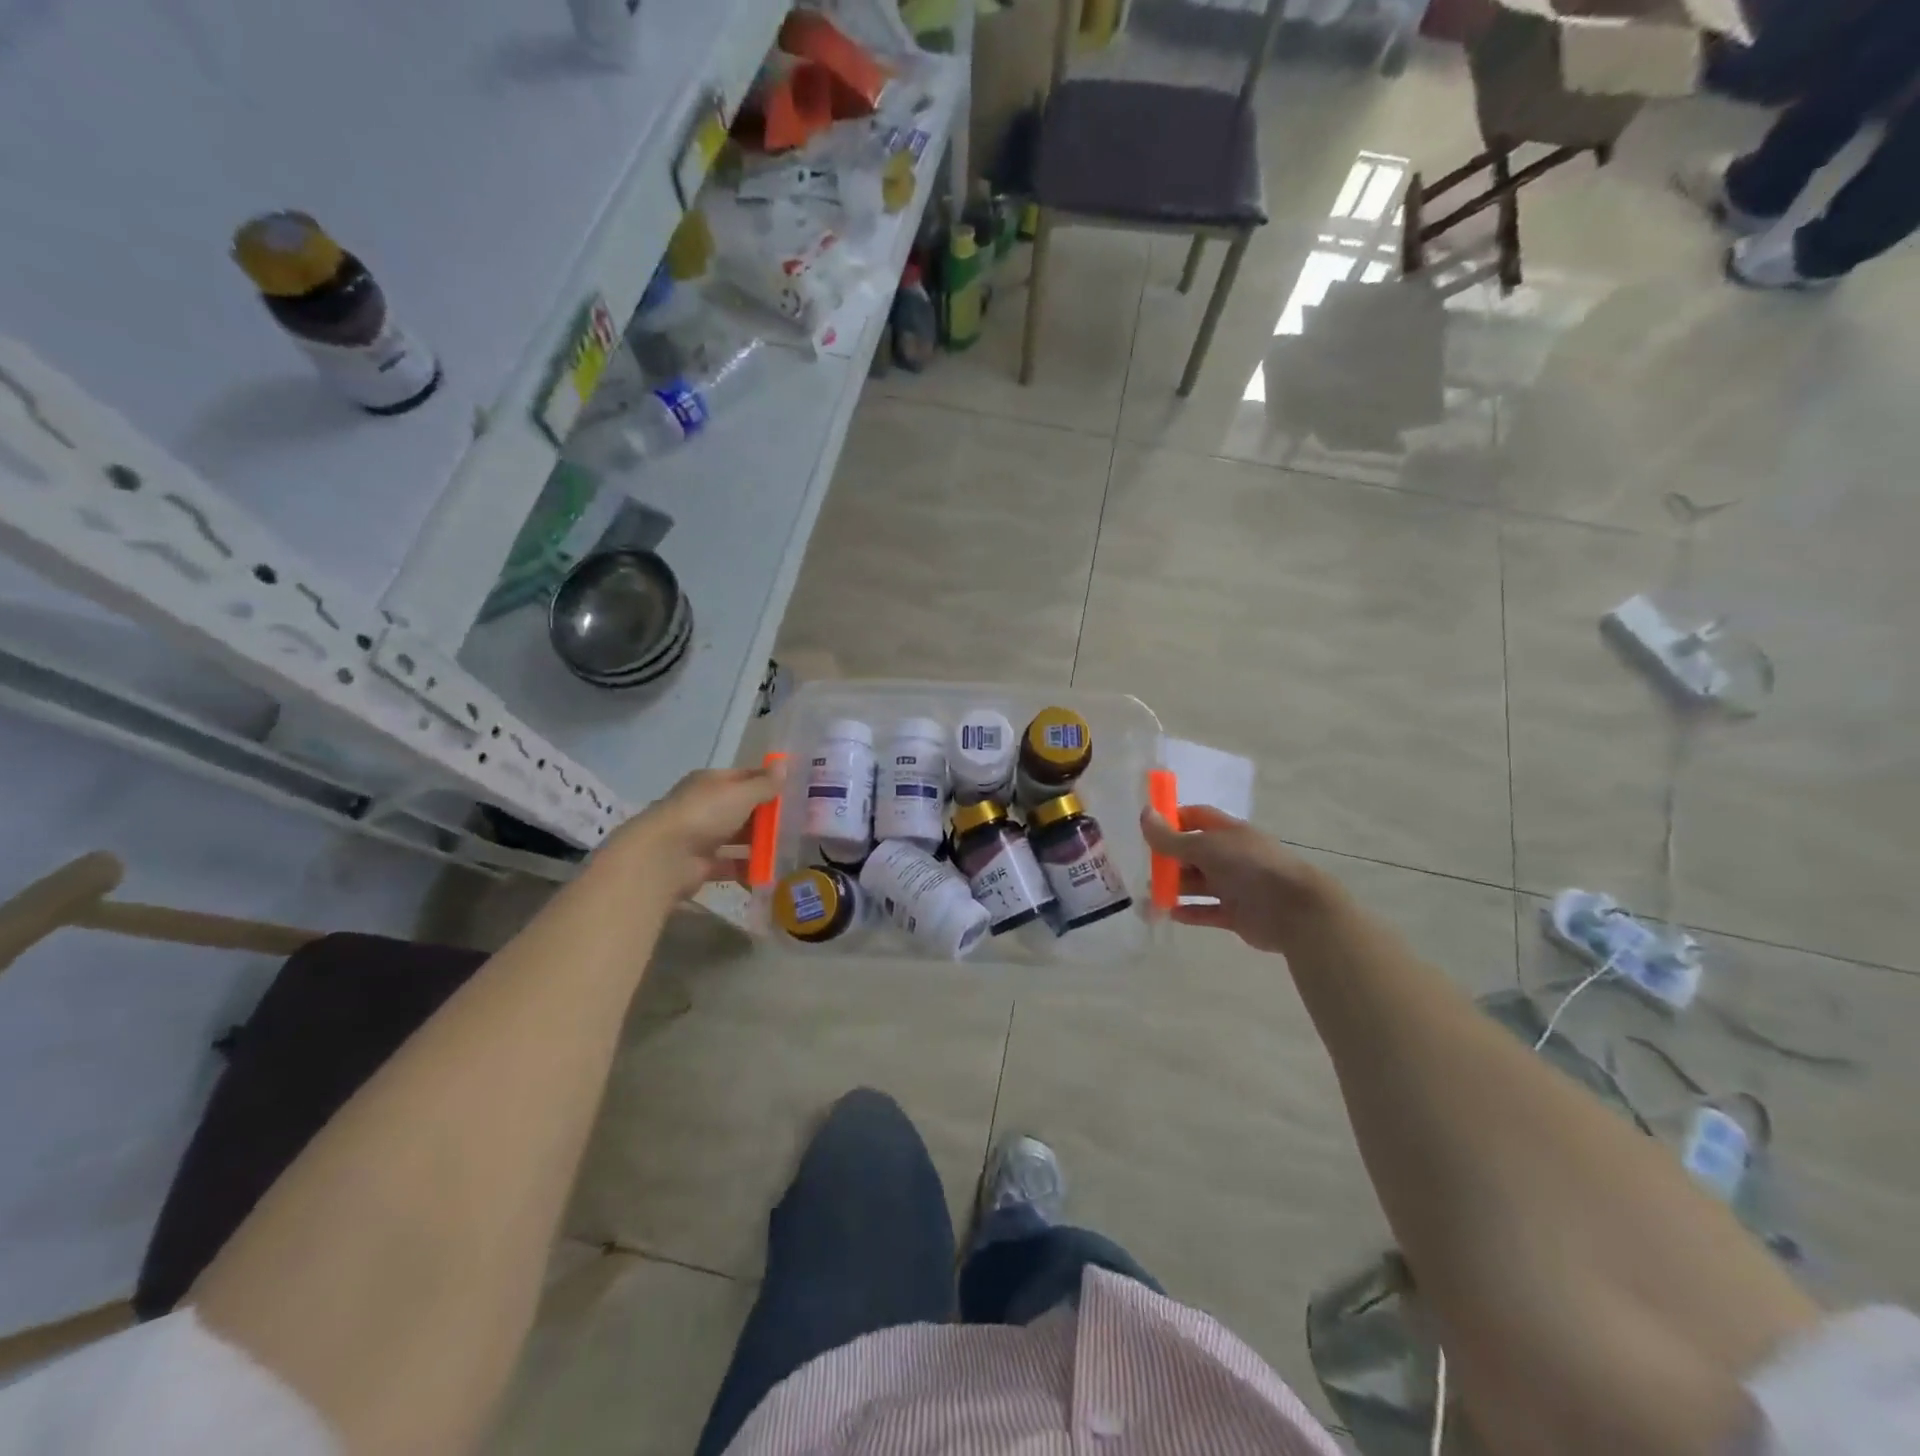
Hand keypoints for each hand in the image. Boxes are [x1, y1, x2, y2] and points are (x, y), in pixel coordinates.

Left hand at [613, 763, 784, 899]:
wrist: (663, 858)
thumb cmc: (704, 814)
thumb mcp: (741, 794)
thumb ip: (764, 783)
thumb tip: (784, 764)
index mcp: (710, 783)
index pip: (745, 777)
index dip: (769, 782)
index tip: (795, 791)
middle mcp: (704, 807)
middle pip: (742, 809)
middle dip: (767, 817)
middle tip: (798, 824)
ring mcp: (701, 836)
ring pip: (737, 838)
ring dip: (759, 844)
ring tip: (789, 850)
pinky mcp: (700, 865)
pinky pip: (730, 864)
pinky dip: (747, 868)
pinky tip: (770, 872)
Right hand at [1139, 803, 1340, 953]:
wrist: (1294, 909)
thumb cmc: (1249, 867)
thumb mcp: (1205, 847)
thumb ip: (1171, 837)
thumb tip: (1144, 814)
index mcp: (1228, 832)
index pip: (1196, 818)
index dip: (1173, 820)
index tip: (1149, 829)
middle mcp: (1231, 856)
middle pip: (1193, 853)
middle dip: (1169, 859)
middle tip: (1144, 868)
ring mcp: (1235, 886)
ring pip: (1198, 883)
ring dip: (1174, 888)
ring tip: (1149, 895)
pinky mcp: (1236, 914)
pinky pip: (1207, 911)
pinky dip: (1189, 912)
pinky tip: (1169, 913)